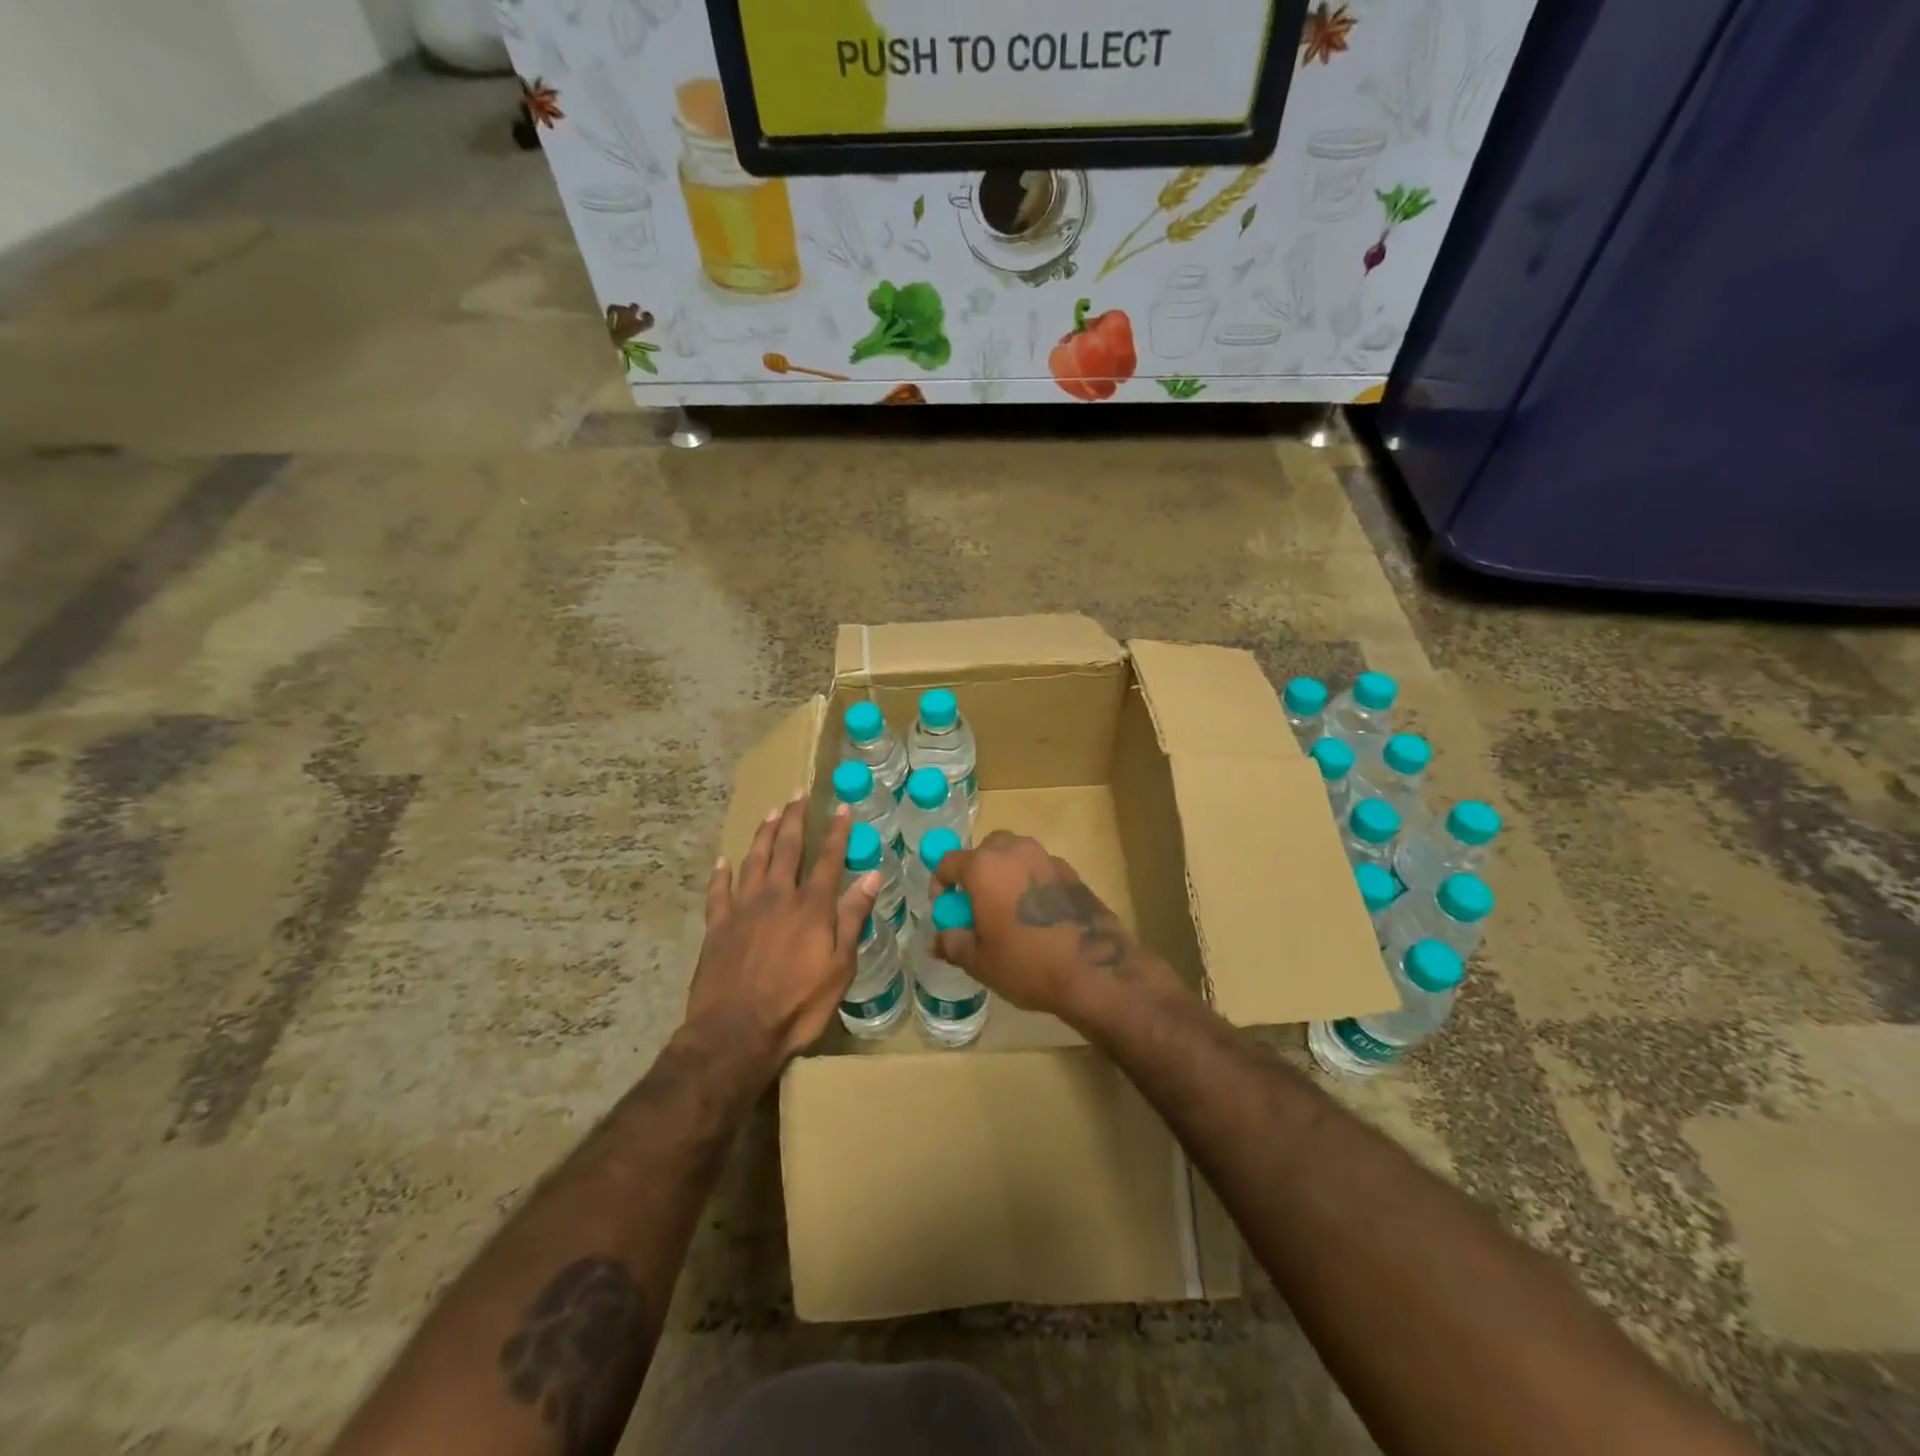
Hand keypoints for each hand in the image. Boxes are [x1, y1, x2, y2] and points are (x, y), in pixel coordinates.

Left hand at [686, 797, 878, 1071]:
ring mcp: (742, 909)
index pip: (829, 859)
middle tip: (798, 794)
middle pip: (787, 848)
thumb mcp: (840, 967)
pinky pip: (718, 891)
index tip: (842, 808)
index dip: (837, 832)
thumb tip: (873, 876)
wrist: (735, 1033)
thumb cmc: (797, 1005)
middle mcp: (777, 897)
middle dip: (795, 819)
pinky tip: (724, 861)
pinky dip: (722, 873)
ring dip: (763, 834)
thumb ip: (853, 918)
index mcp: (811, 907)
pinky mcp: (716, 926)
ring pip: (753, 860)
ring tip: (770, 813)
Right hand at [931, 829, 1136, 1020]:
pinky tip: (1037, 915)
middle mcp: (1015, 852)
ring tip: (1007, 909)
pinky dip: (1030, 882)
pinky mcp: (1072, 872)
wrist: (1096, 970)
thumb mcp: (980, 962)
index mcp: (985, 867)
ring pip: (1016, 854)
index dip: (941, 884)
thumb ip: (953, 943)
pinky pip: (1040, 868)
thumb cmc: (1027, 964)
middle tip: (976, 905)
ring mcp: (1047, 858)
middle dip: (976, 871)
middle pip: (986, 849)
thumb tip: (939, 939)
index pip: (949, 861)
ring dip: (1005, 873)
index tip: (945, 909)